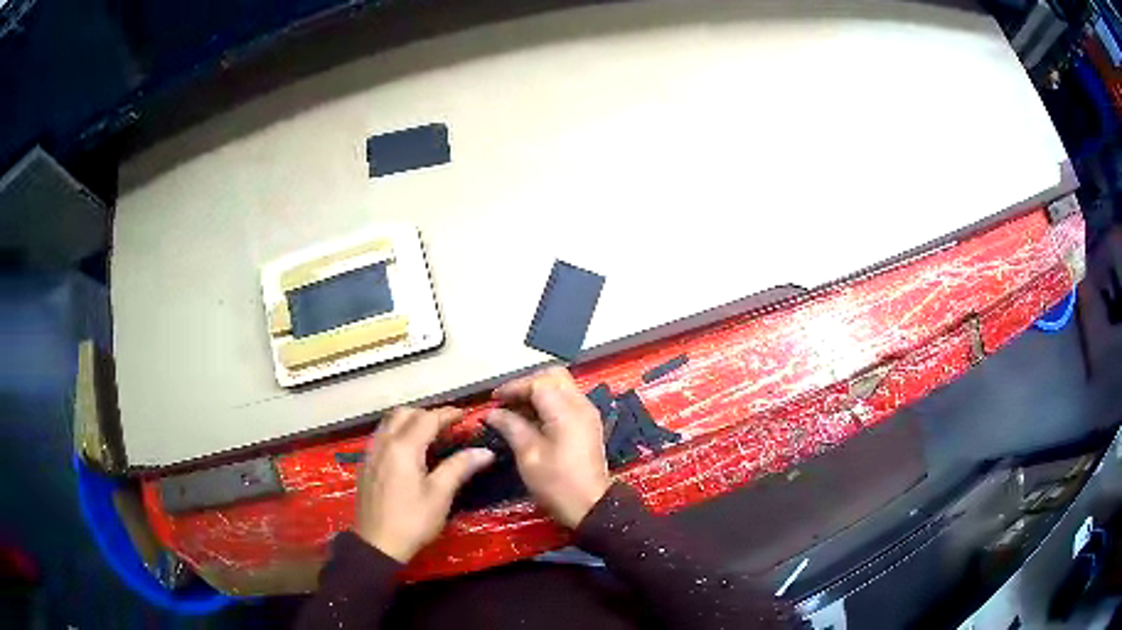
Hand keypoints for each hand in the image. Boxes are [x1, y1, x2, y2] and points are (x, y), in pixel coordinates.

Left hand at [354, 407, 493, 561]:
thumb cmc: (412, 520)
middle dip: (427, 414)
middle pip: (404, 413)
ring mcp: (371, 453)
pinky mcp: (366, 464)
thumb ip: (459, 467)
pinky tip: (408, 451)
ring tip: (429, 434)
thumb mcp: (440, 495)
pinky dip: (397, 432)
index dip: (448, 414)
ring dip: (409, 420)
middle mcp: (384, 443)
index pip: (427, 419)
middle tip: (448, 426)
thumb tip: (485, 451)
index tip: (466, 416)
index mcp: (403, 447)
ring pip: (389, 422)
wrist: (377, 544)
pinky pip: (381, 435)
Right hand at [486, 367, 611, 527]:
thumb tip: (492, 413)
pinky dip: (548, 403)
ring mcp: (587, 414)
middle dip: (527, 384)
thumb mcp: (528, 456)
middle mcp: (581, 405)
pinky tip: (532, 419)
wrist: (591, 506)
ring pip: (561, 387)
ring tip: (515, 410)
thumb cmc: (557, 483)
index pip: (538, 383)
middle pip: (553, 377)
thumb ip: (511, 427)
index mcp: (566, 411)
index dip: (514, 387)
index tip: (494, 399)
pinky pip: (567, 401)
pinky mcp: (588, 424)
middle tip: (507, 401)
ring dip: (538, 392)